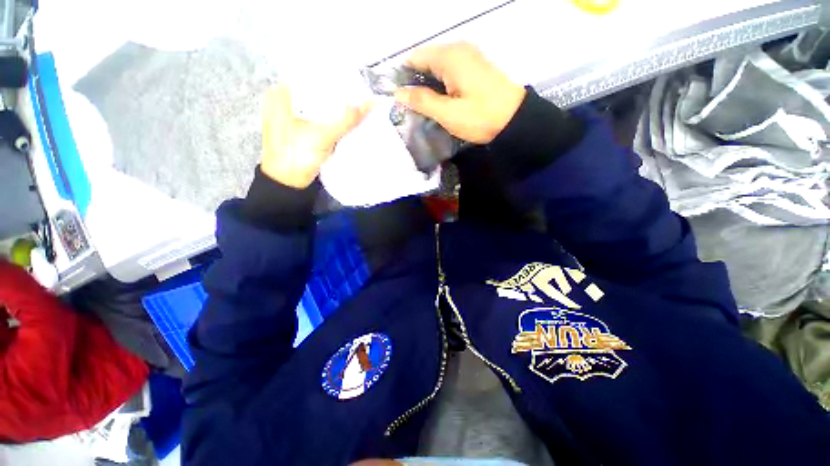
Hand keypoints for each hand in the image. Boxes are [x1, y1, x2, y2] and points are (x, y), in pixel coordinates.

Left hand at [261, 85, 369, 188]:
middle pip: (317, 92)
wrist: (288, 184)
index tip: (356, 81)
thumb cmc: (295, 156)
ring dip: (337, 109)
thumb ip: (346, 119)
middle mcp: (285, 101)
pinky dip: (334, 120)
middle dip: (338, 95)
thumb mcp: (322, 136)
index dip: (334, 78)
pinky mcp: (302, 131)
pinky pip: (321, 120)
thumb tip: (370, 103)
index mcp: (280, 94)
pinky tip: (348, 120)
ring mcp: (293, 117)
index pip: (311, 77)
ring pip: (320, 107)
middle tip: (361, 93)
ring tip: (358, 104)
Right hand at [394, 42, 525, 143]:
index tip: (398, 98)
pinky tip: (439, 102)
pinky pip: (449, 71)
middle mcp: (457, 49)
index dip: (403, 77)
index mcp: (449, 56)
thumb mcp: (448, 113)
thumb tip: (398, 92)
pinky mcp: (474, 67)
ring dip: (428, 86)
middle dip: (415, 83)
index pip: (415, 58)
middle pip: (426, 61)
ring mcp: (468, 57)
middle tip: (410, 108)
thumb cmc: (480, 117)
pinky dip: (440, 85)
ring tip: (423, 108)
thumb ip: (422, 101)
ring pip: (437, 68)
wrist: (515, 120)